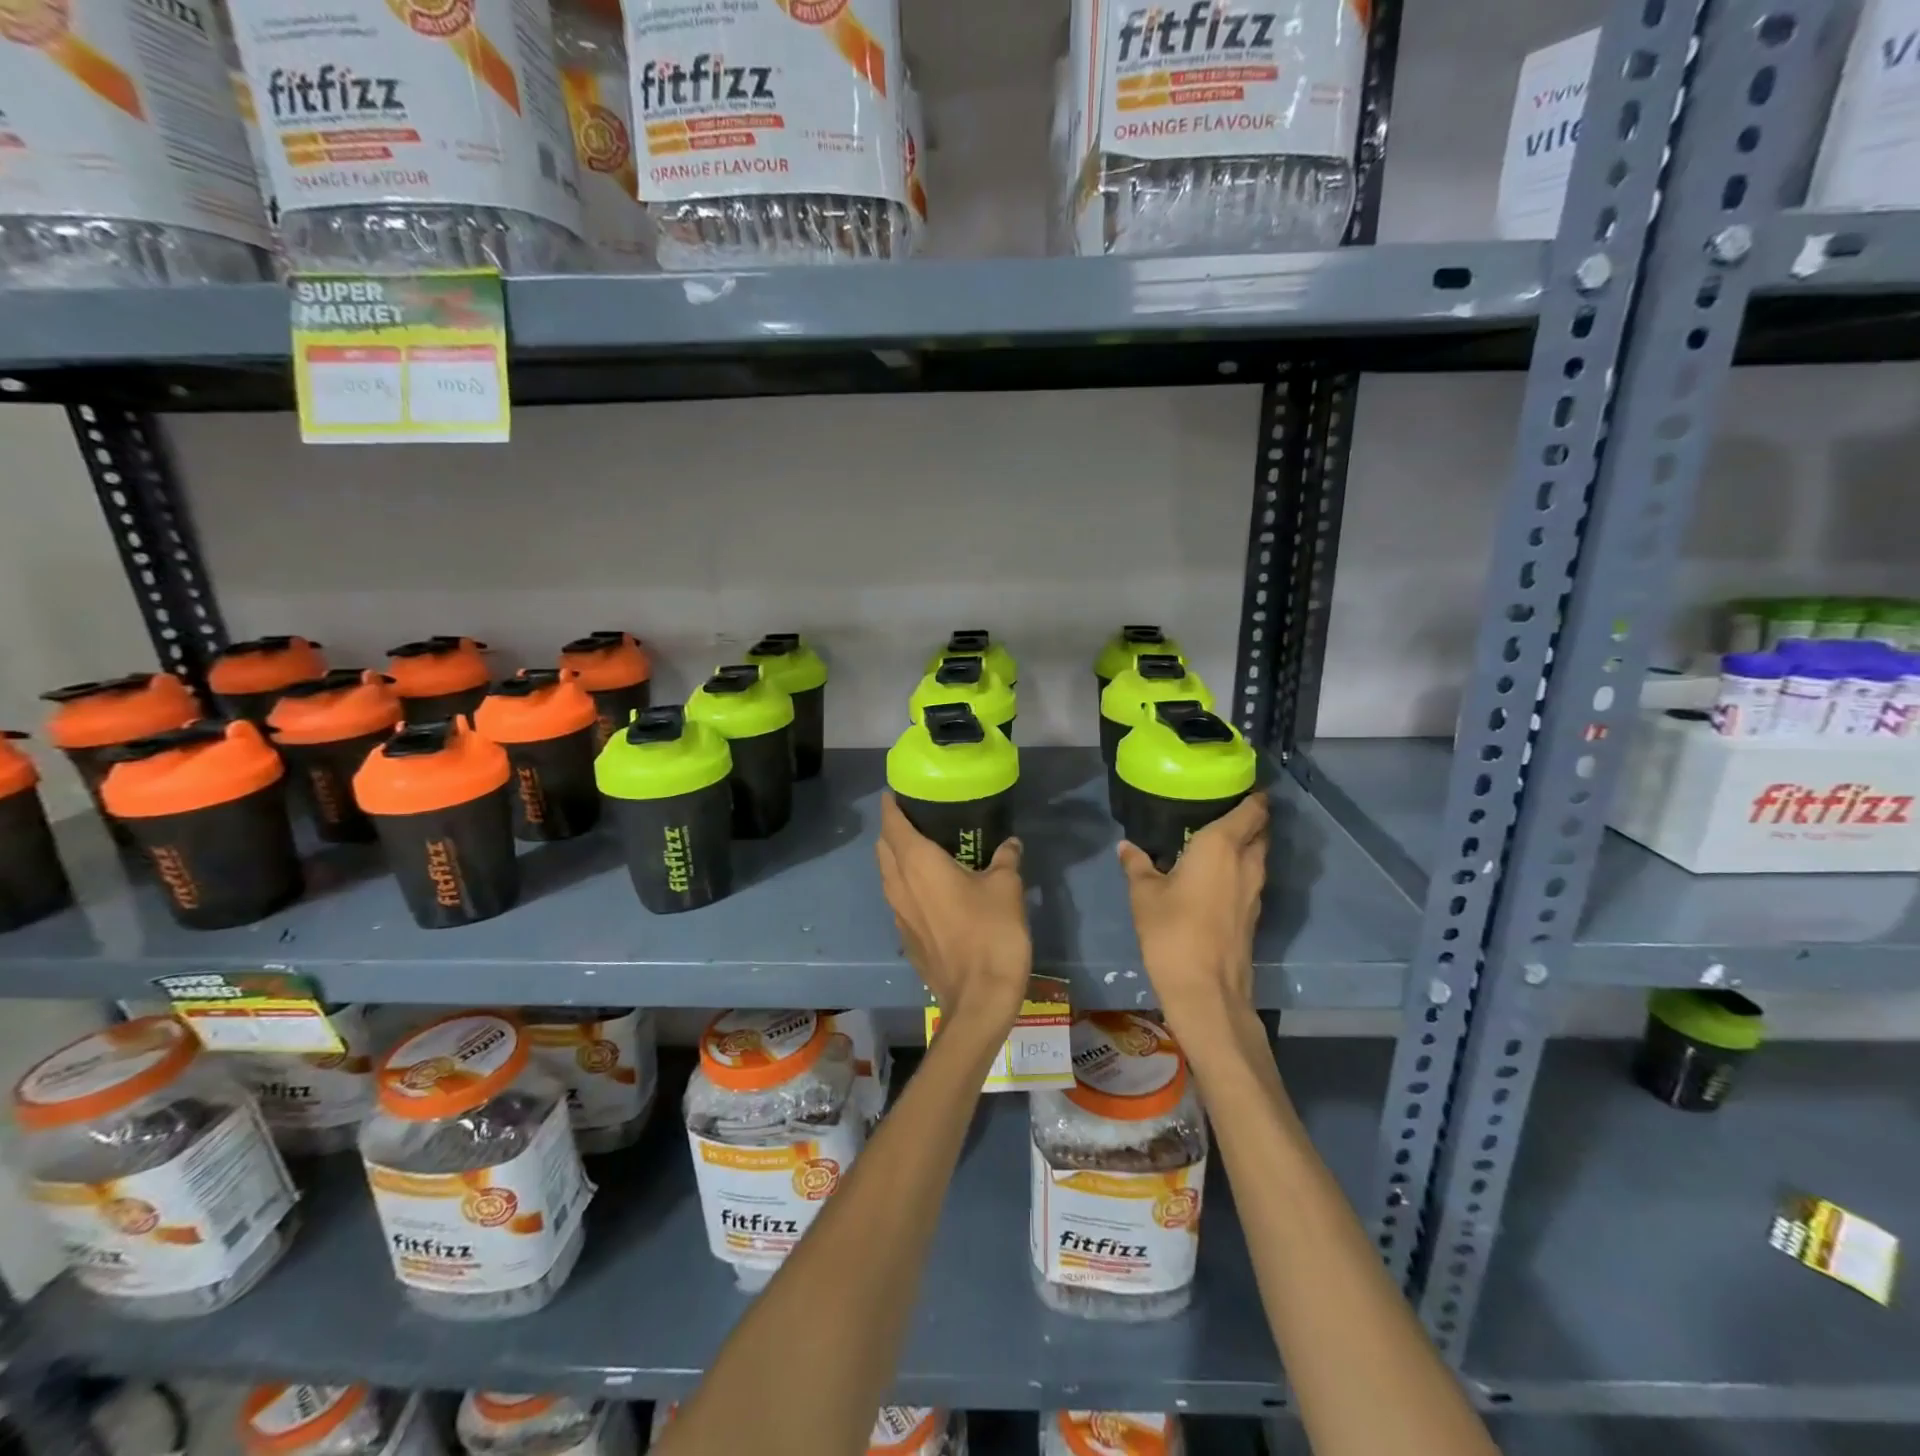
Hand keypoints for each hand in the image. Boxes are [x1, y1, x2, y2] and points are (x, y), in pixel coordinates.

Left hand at [877, 794, 1031, 1029]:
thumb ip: (1005, 859)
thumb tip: (1010, 844)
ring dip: (897, 858)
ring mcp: (898, 914)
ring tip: (924, 848)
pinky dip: (906, 884)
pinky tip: (931, 889)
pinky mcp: (906, 938)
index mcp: (917, 863)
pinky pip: (898, 899)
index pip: (892, 823)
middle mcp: (899, 884)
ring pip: (888, 874)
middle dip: (893, 828)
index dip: (891, 804)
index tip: (899, 791)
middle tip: (918, 817)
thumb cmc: (991, 932)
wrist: (979, 998)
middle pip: (883, 847)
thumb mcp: (1006, 887)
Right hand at [1119, 793, 1269, 1032]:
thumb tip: (1126, 846)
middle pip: (1261, 831)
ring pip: (1259, 856)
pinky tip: (1215, 875)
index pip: (1252, 809)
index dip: (1252, 794)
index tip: (1237, 783)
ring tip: (1215, 838)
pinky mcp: (1253, 915)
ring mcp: (1255, 892)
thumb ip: (1137, 865)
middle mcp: (1246, 863)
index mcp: (1222, 846)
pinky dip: (1240, 868)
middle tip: (1220, 809)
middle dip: (1250, 817)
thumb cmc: (1172, 932)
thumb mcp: (1144, 894)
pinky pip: (1252, 878)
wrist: (1206, 990)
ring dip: (1246, 844)